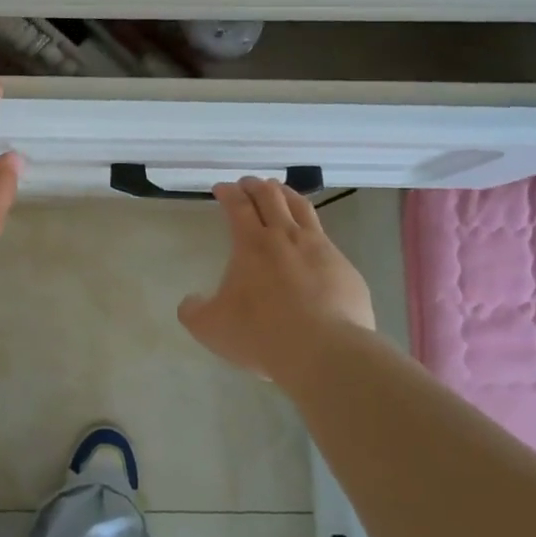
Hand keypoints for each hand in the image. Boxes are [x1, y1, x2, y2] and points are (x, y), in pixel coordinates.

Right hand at [179, 178, 375, 386]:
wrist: (325, 352)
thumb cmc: (261, 334)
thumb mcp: (211, 328)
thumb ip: (194, 311)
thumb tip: (190, 301)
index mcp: (252, 244)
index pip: (237, 205)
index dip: (228, 192)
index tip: (221, 188)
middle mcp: (286, 237)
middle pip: (271, 196)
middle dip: (255, 185)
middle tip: (247, 184)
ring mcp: (320, 249)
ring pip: (302, 208)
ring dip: (286, 194)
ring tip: (280, 192)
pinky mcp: (344, 268)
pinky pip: (326, 239)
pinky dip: (312, 231)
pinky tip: (310, 242)